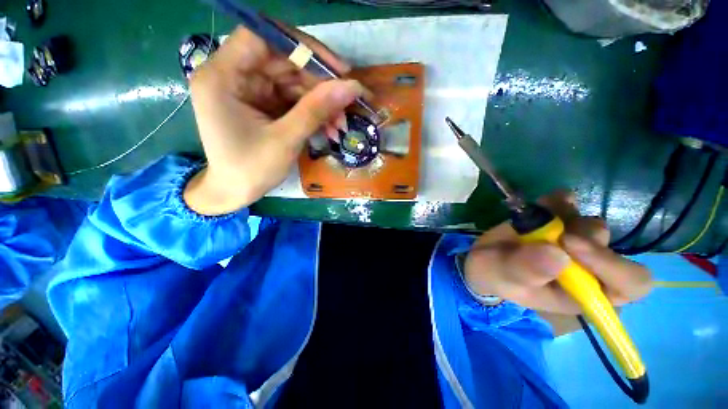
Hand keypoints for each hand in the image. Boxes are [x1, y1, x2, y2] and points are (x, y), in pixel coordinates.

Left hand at [184, 26, 365, 214]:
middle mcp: (233, 75)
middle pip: (284, 61)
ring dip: (321, 103)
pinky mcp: (263, 104)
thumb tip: (352, 86)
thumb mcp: (285, 140)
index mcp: (222, 77)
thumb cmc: (250, 170)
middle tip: (347, 103)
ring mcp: (250, 90)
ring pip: (293, 82)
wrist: (235, 192)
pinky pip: (293, 99)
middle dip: (320, 84)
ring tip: (341, 125)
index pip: (262, 38)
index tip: (336, 68)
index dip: (302, 46)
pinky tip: (330, 128)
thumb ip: (316, 110)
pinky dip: (314, 113)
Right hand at [464, 191, 652, 315]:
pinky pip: (571, 205)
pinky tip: (543, 202)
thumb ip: (525, 270)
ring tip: (536, 219)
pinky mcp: (558, 223)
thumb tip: (557, 254)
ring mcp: (574, 243)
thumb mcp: (502, 277)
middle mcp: (587, 268)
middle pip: (610, 246)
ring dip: (565, 216)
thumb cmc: (494, 275)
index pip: (629, 284)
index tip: (569, 244)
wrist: (483, 258)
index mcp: (582, 293)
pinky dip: (558, 200)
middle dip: (581, 234)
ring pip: (591, 223)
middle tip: (550, 231)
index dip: (612, 264)